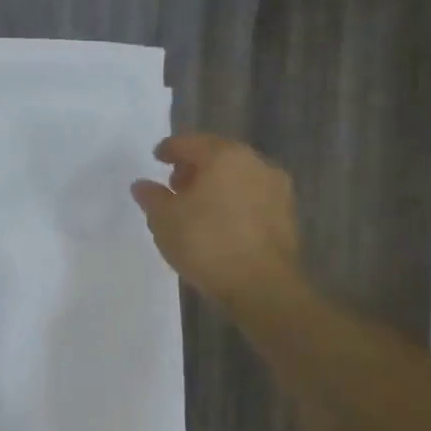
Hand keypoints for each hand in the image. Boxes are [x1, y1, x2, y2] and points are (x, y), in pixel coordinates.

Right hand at [131, 134, 304, 306]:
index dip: (169, 149)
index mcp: (224, 155)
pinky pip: (251, 198)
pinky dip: (233, 202)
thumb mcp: (164, 219)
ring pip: (237, 177)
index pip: (189, 143)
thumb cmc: (207, 243)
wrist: (263, 287)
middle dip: (194, 167)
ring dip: (215, 185)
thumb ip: (152, 197)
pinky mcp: (287, 215)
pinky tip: (218, 223)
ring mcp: (276, 189)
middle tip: (175, 184)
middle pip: (217, 156)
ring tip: (196, 207)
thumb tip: (143, 185)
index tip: (157, 158)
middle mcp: (255, 163)